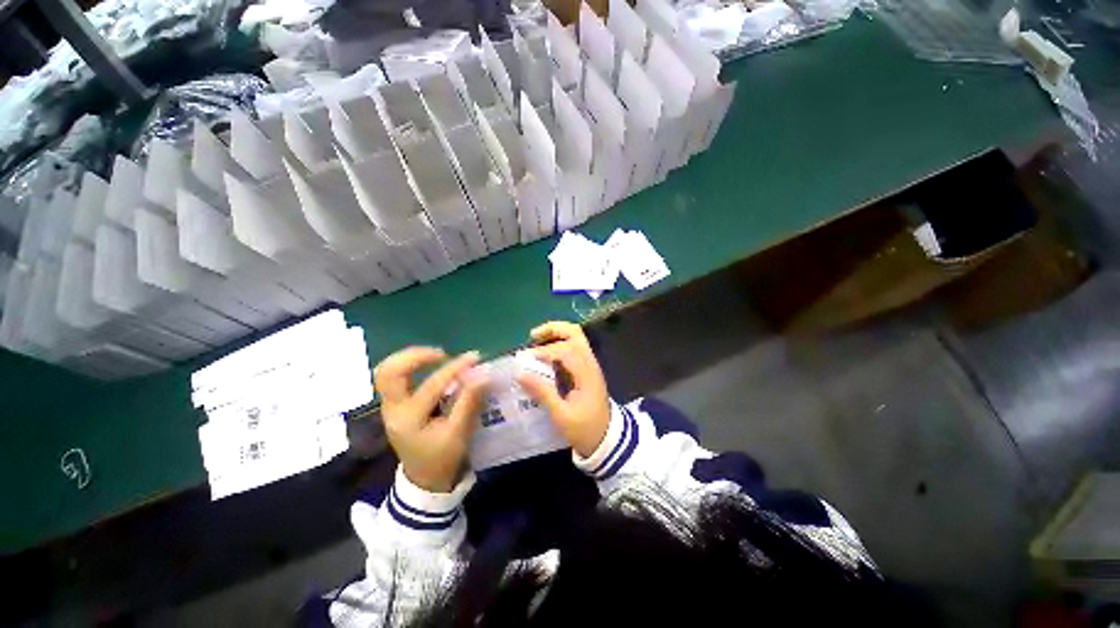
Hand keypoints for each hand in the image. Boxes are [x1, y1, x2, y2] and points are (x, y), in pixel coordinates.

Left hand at [374, 347, 488, 492]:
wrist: (424, 478)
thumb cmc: (442, 457)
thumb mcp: (458, 432)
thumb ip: (469, 401)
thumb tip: (483, 374)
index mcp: (408, 419)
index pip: (431, 385)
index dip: (454, 368)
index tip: (474, 357)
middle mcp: (392, 409)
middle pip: (388, 372)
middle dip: (415, 356)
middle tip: (442, 354)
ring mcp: (390, 406)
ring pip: (387, 371)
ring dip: (411, 358)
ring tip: (437, 357)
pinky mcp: (395, 404)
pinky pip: (395, 377)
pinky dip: (412, 366)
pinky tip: (431, 367)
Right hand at [516, 322, 610, 457]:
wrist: (606, 440)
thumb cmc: (584, 429)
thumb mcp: (561, 415)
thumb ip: (542, 392)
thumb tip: (520, 374)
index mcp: (586, 374)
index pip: (566, 350)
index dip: (545, 351)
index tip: (526, 359)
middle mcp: (590, 363)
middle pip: (575, 334)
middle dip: (553, 329)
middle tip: (532, 335)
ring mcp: (590, 365)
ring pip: (576, 338)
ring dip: (556, 334)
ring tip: (536, 341)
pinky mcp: (587, 369)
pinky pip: (575, 348)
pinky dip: (559, 344)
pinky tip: (545, 353)